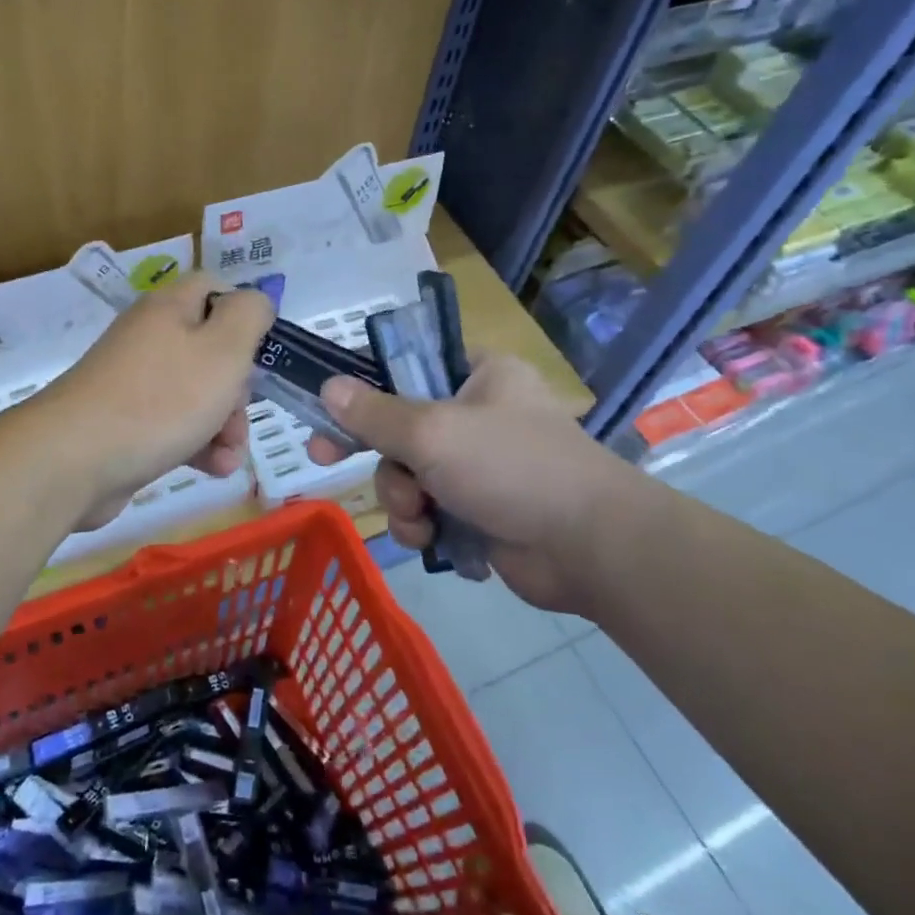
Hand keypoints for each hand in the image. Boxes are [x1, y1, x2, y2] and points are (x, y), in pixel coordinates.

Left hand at [41, 274, 273, 530]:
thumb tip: (255, 301)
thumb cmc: (161, 399)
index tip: (264, 352)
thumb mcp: (223, 349)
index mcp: (170, 309)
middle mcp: (150, 338)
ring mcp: (134, 383)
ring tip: (229, 455)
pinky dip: (197, 445)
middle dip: (239, 387)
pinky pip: (173, 426)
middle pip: (212, 350)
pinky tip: (212, 469)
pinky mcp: (125, 424)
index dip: (245, 315)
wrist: (74, 460)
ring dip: (225, 425)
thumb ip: (249, 315)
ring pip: (197, 394)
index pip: (215, 289)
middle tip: (241, 412)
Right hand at [305, 352, 636, 611]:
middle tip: (324, 460)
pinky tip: (433, 539)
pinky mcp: (479, 510)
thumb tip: (328, 387)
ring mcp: (478, 465)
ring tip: (420, 517)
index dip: (362, 386)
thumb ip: (375, 413)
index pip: (406, 365)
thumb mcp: (434, 433)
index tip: (327, 408)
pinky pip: (427, 510)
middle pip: (398, 426)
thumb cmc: (512, 468)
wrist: (590, 549)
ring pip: (407, 474)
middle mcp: (476, 414)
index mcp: (478, 375)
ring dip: (401, 498)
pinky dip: (423, 525)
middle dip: (378, 456)